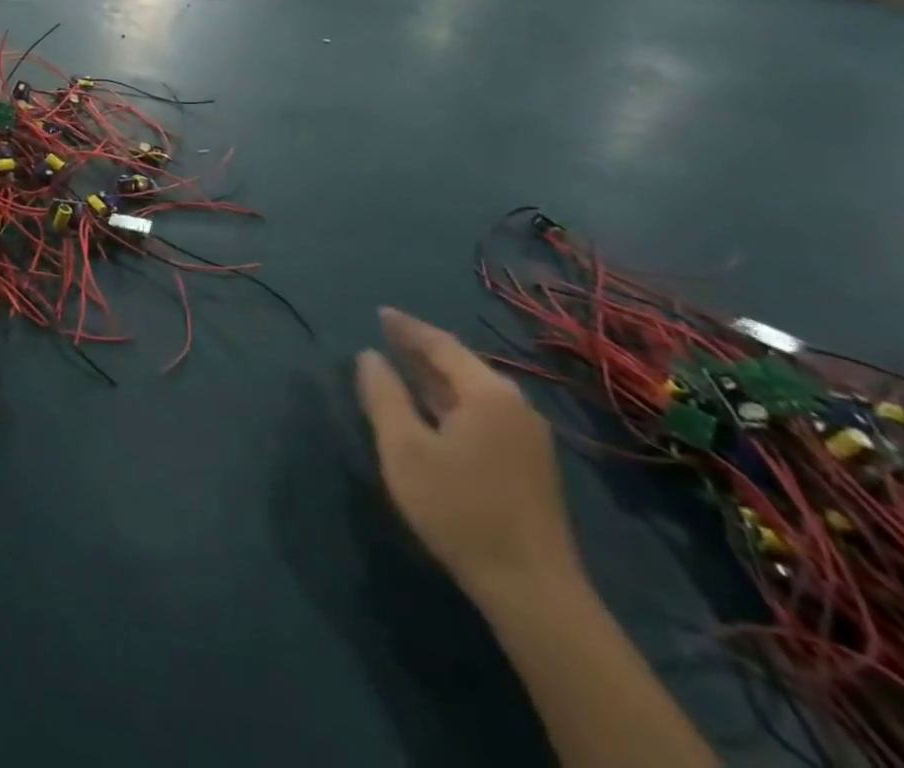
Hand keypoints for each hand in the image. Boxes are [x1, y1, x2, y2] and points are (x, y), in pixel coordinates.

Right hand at [356, 308, 580, 602]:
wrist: (533, 590)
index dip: (407, 328)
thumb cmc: (460, 509)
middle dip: (422, 350)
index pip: (441, 345)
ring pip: (473, 392)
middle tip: (388, 336)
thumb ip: (384, 396)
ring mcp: (528, 437)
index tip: (380, 313)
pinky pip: (483, 413)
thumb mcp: (405, 449)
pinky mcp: (529, 465)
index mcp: (488, 393)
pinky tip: (434, 411)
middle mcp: (514, 406)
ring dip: (436, 378)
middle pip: (461, 365)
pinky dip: (452, 401)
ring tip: (404, 367)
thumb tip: (370, 356)